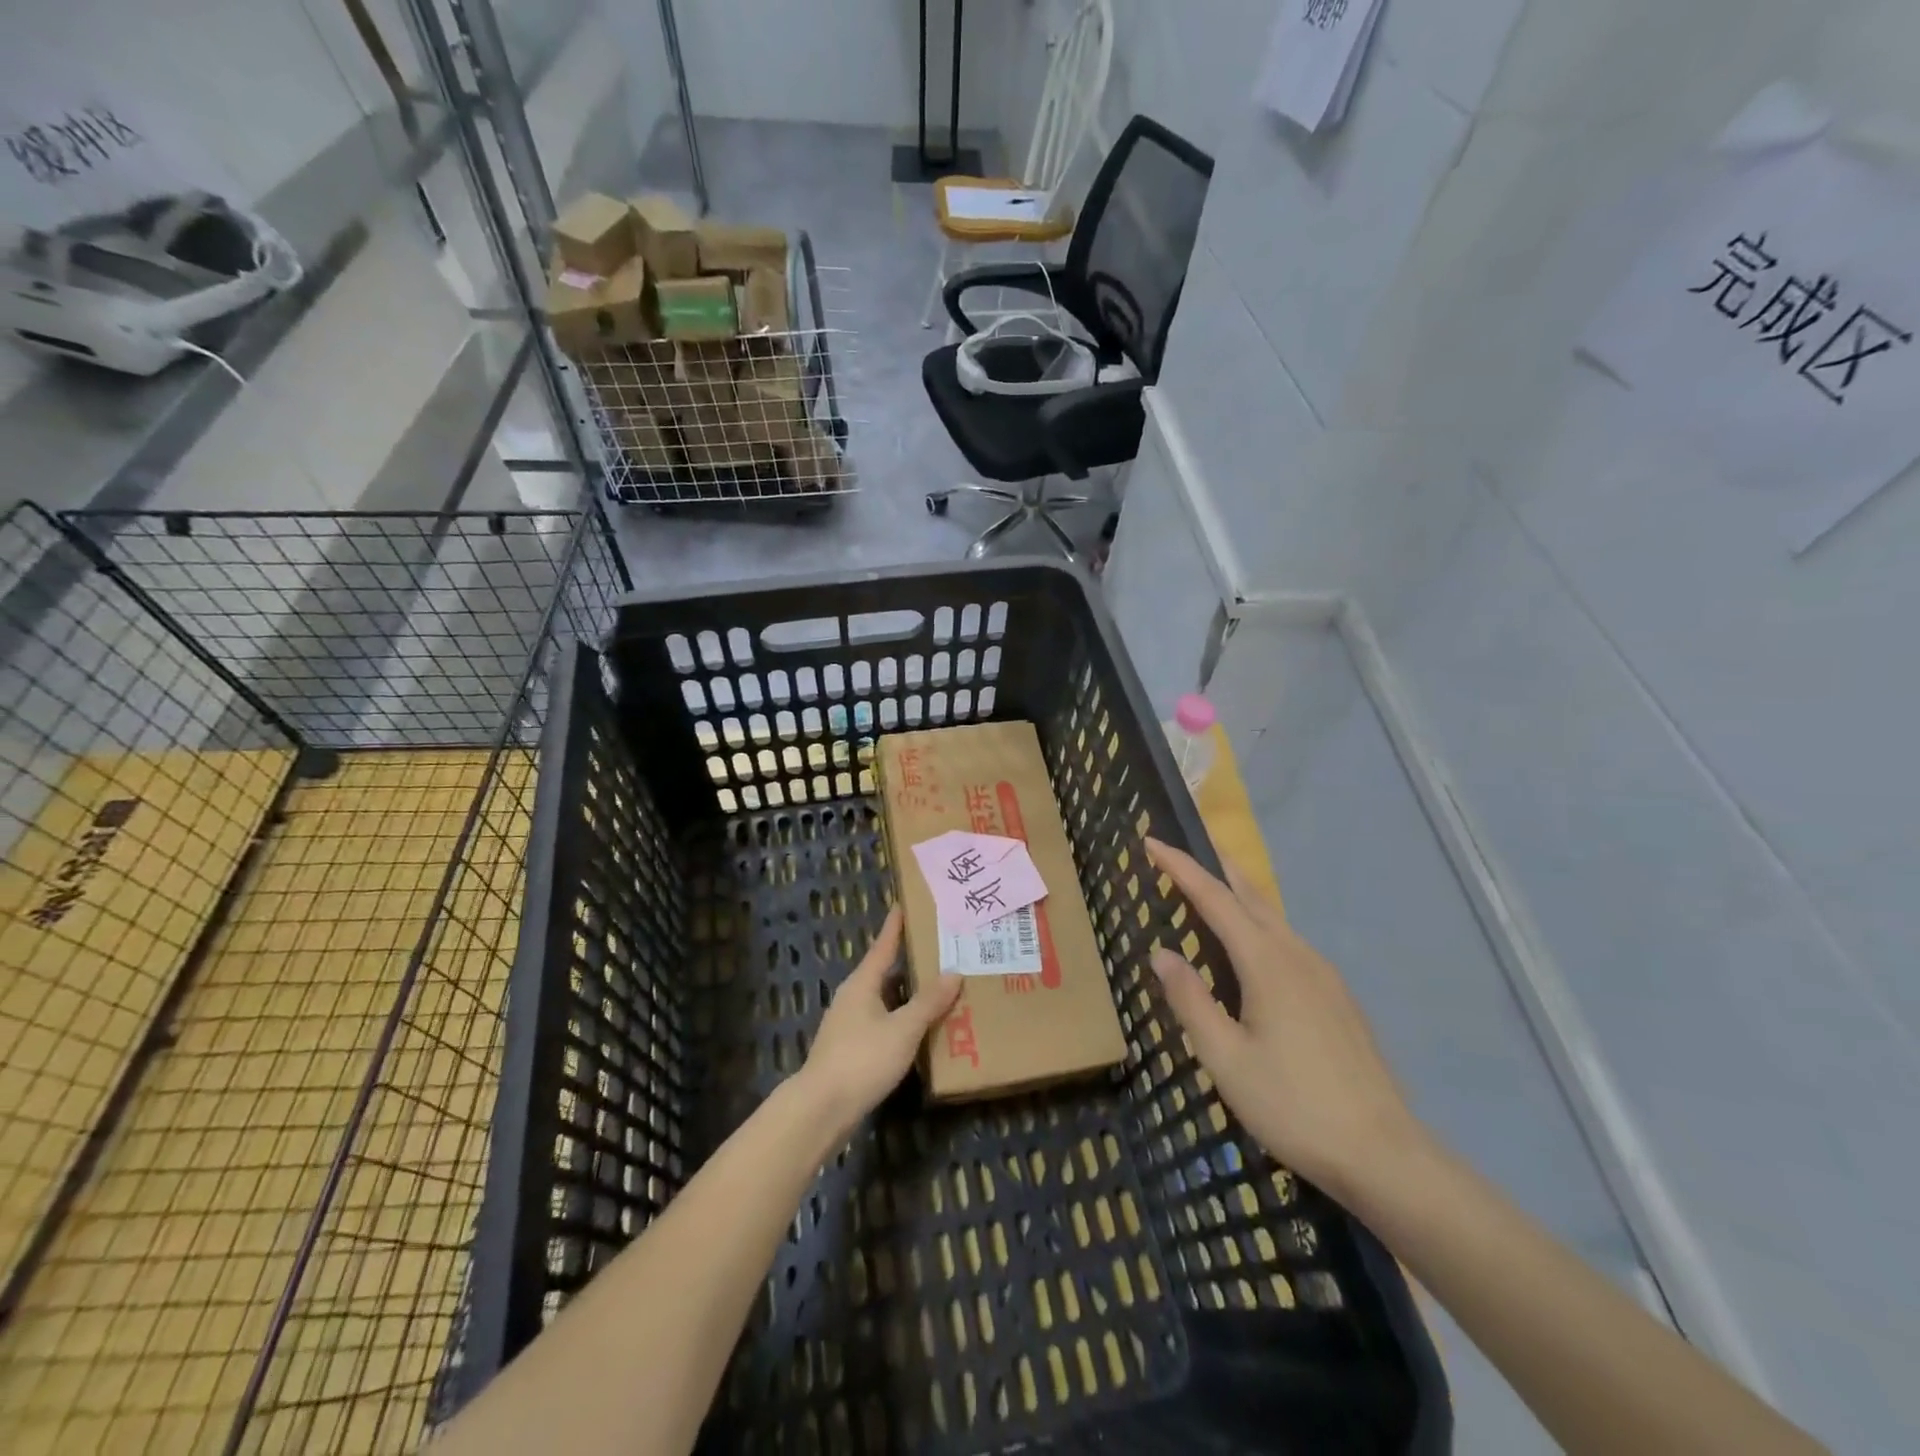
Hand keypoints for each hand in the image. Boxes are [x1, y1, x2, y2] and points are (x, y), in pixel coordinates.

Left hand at [798, 907, 962, 1135]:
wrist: (821, 1109)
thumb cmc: (862, 1059)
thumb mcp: (903, 1029)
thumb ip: (929, 1002)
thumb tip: (953, 973)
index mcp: (862, 984)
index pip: (883, 946)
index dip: (894, 927)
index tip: (903, 905)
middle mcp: (852, 998)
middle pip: (883, 972)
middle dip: (908, 963)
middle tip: (937, 951)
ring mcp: (848, 1025)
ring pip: (883, 1000)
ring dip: (906, 995)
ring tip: (935, 990)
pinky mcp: (849, 1050)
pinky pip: (881, 1023)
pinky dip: (900, 1019)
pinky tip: (917, 1031)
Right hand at [1143, 838, 1423, 1200]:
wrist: (1384, 1155)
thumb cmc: (1293, 1105)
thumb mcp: (1225, 1058)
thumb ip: (1191, 1000)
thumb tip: (1162, 954)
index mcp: (1266, 963)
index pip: (1214, 899)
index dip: (1181, 868)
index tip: (1151, 842)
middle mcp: (1297, 955)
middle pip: (1251, 894)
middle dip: (1217, 863)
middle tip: (1188, 841)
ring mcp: (1323, 975)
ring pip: (1273, 918)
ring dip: (1238, 893)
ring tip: (1211, 887)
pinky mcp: (1337, 997)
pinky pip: (1288, 942)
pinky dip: (1259, 924)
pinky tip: (1252, 947)